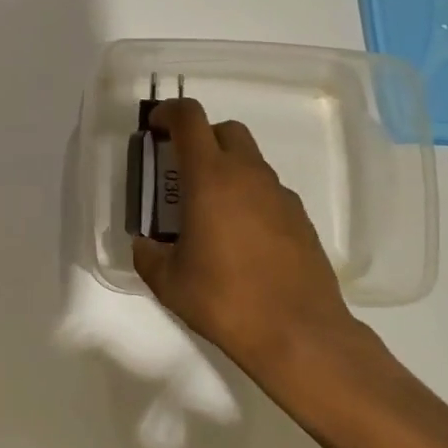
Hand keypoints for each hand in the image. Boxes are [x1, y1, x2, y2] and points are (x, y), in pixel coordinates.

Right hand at [131, 98, 367, 385]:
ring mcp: (279, 195)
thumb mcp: (168, 281)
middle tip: (181, 171)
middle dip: (200, 138)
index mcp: (210, 177)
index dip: (168, 113)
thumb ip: (149, 254)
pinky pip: (268, 191)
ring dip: (226, 170)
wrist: (300, 334)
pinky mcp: (301, 218)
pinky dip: (249, 198)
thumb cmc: (225, 300)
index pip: (189, 118)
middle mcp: (248, 175)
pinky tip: (241, 238)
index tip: (154, 128)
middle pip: (225, 130)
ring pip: (249, 161)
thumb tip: (146, 244)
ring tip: (210, 213)